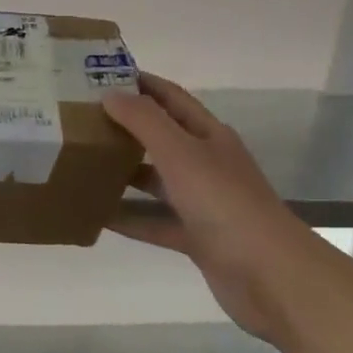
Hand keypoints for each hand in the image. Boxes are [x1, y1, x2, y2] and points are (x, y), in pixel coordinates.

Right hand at [103, 73, 310, 342]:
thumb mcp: (181, 153)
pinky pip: (156, 222)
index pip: (170, 97)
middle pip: (161, 137)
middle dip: (125, 127)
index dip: (139, 83)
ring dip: (124, 172)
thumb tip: (110, 94)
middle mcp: (206, 163)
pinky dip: (130, 218)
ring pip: (156, 180)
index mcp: (208, 135)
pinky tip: (99, 216)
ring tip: (82, 164)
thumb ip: (144, 121)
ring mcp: (203, 202)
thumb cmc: (224, 203)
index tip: (99, 75)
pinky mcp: (197, 238)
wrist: (272, 277)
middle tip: (81, 120)